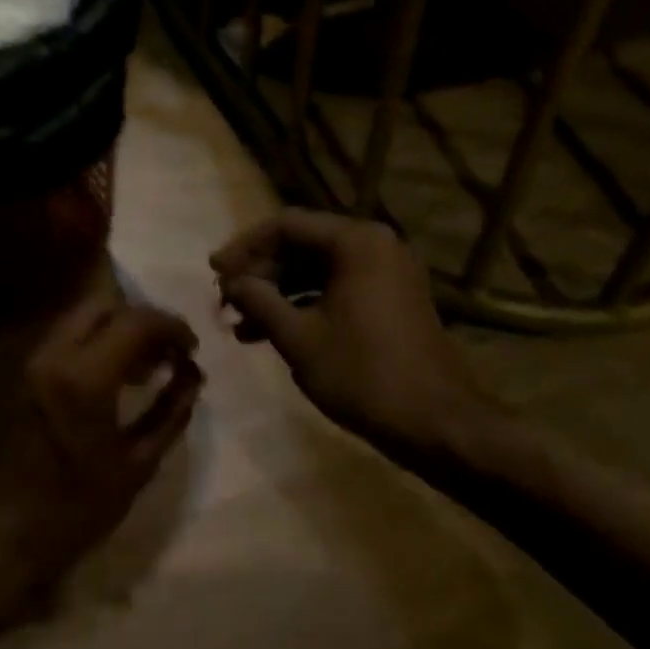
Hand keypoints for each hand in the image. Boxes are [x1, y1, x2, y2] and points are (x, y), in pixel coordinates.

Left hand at [0, 293, 202, 591]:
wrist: (1, 536)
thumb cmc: (74, 510)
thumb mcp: (137, 466)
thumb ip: (170, 413)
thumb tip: (192, 377)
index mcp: (84, 377)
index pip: (135, 321)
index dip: (172, 326)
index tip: (192, 349)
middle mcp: (53, 356)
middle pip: (103, 304)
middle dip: (142, 319)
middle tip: (168, 351)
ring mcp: (31, 362)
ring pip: (80, 316)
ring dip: (117, 327)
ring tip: (147, 365)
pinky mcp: (21, 375)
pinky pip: (65, 338)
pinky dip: (95, 341)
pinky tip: (115, 376)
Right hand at [210, 209, 497, 464]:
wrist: (435, 423)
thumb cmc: (362, 374)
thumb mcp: (298, 337)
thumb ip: (259, 300)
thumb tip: (231, 282)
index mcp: (357, 243)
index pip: (286, 225)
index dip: (244, 247)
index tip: (213, 272)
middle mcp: (376, 246)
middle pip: (302, 245)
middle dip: (260, 274)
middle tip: (226, 301)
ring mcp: (388, 273)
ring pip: (317, 270)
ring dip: (277, 294)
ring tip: (240, 325)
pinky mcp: (391, 300)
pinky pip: (337, 289)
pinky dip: (304, 306)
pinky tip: (271, 334)